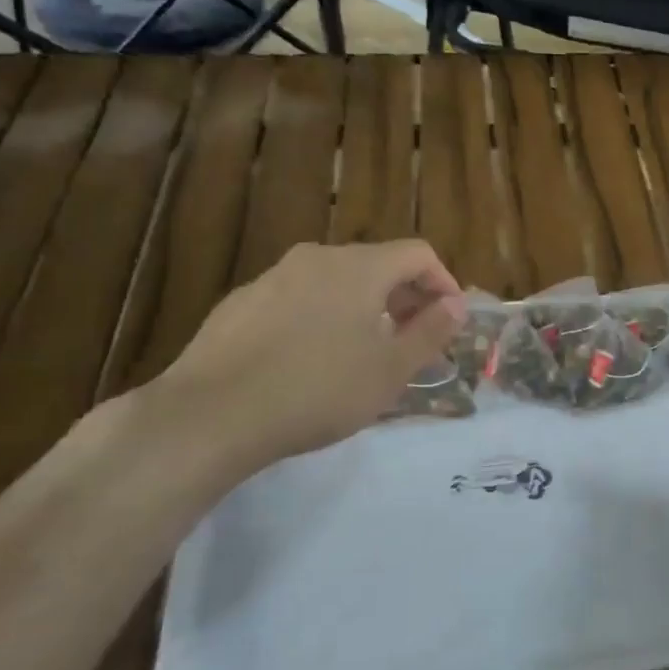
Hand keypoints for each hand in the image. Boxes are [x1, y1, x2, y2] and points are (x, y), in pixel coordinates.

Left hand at [149, 240, 464, 476]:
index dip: (443, 282)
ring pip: (335, 281)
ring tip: (365, 352)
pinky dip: (321, 316)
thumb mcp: (391, 369)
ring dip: (363, 307)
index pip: (418, 254)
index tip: (449, 320)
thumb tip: (457, 304)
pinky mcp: (240, 303)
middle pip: (376, 264)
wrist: (211, 415)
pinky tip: (310, 359)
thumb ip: (431, 331)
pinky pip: (298, 299)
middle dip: (405, 297)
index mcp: (359, 267)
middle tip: (414, 339)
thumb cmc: (319, 389)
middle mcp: (317, 258)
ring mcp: (273, 277)